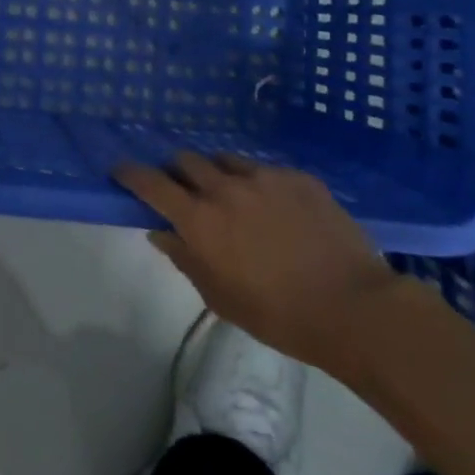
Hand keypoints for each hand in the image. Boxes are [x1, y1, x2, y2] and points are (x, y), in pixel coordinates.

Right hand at [115, 154, 400, 370]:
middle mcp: (224, 187)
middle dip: (176, 171)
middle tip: (182, 189)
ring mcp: (263, 177)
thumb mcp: (220, 297)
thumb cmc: (279, 315)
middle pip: (185, 160)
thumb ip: (185, 258)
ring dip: (215, 172)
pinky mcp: (296, 176)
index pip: (151, 183)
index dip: (130, 173)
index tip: (120, 170)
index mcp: (200, 219)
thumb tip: (160, 231)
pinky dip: (256, 182)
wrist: (353, 307)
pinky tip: (273, 206)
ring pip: (224, 159)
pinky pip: (264, 169)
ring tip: (228, 193)